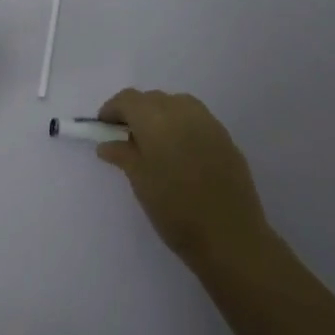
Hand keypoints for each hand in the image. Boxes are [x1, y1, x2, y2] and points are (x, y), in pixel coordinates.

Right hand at [95, 89, 272, 266]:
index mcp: (157, 119)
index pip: (128, 99)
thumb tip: (107, 143)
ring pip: (177, 104)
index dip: (112, 110)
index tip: (104, 129)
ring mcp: (209, 123)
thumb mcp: (140, 182)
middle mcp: (183, 112)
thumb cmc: (175, 210)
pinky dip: (181, 125)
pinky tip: (180, 152)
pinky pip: (196, 119)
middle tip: (126, 139)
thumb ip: (122, 155)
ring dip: (160, 115)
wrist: (230, 236)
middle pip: (152, 98)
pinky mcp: (226, 138)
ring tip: (154, 144)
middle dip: (136, 112)